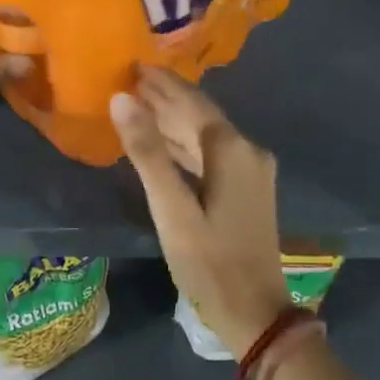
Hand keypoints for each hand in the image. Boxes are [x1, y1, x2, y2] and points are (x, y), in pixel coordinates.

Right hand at [110, 67, 289, 356]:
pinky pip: (212, 155)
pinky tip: (166, 143)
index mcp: (232, 150)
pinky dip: (187, 145)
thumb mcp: (172, 210)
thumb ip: (147, 153)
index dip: (162, 84)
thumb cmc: (209, 263)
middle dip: (166, 98)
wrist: (256, 314)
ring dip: (175, 121)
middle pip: (201, 115)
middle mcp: (248, 151)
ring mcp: (252, 171)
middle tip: (131, 80)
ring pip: (207, 135)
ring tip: (141, 104)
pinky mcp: (249, 190)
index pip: (191, 102)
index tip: (134, 65)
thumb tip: (122, 99)